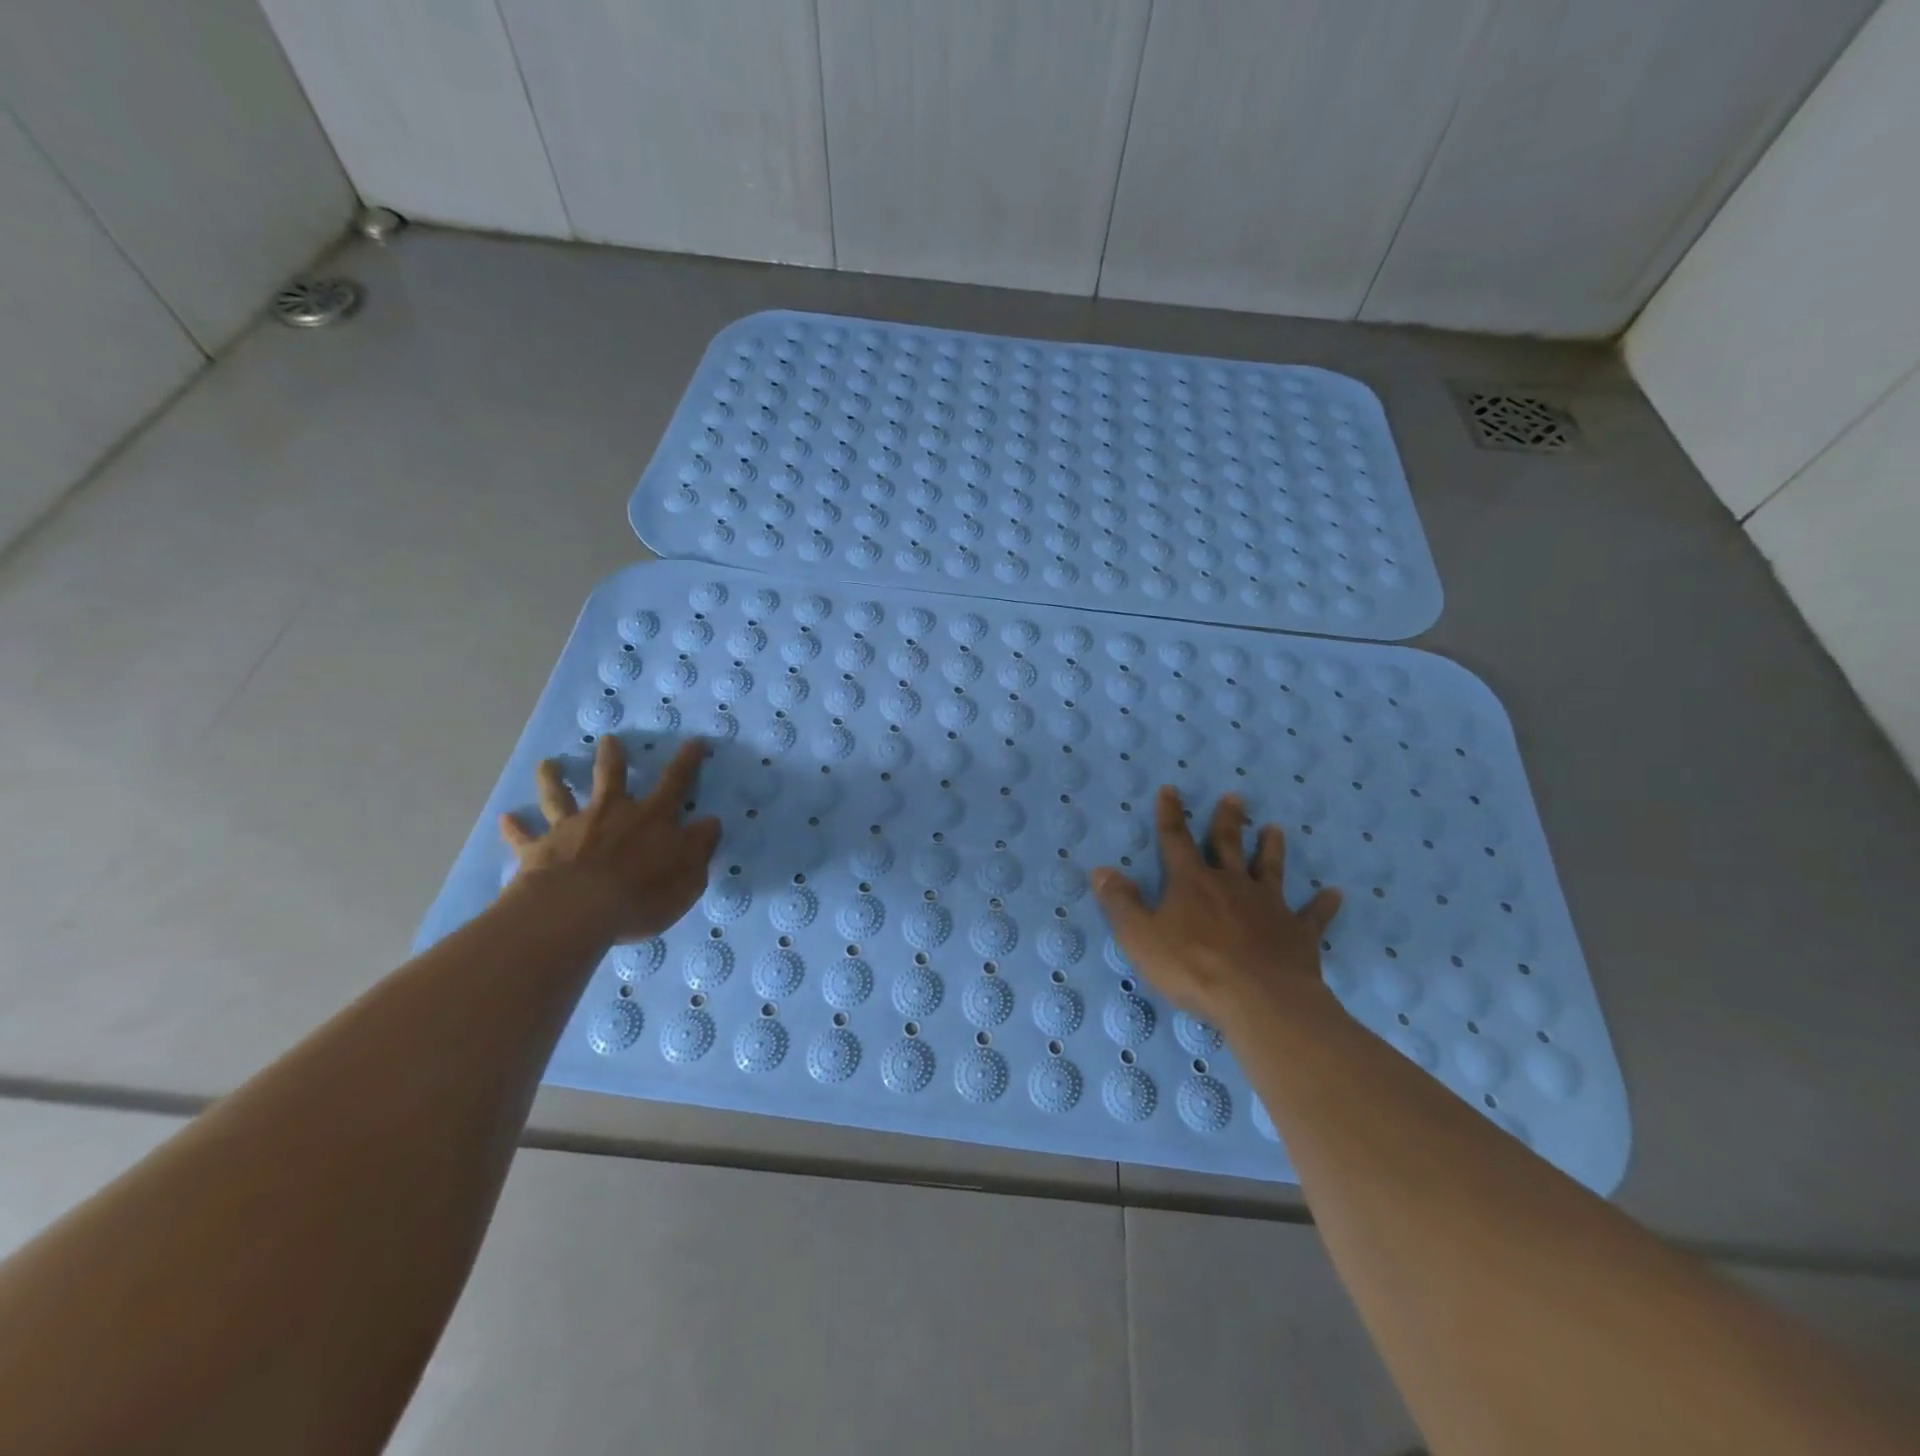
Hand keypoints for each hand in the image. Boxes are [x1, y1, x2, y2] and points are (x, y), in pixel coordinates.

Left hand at [500, 736, 719, 942]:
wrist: (577, 910)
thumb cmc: (642, 894)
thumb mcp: (689, 874)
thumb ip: (700, 846)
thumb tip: (711, 821)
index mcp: (651, 818)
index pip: (675, 784)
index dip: (687, 762)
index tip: (694, 742)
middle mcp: (611, 813)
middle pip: (611, 778)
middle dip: (612, 757)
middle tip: (608, 739)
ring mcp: (571, 829)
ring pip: (561, 797)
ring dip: (554, 779)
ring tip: (548, 764)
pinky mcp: (539, 850)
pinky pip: (524, 836)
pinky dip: (515, 827)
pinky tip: (506, 818)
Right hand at [1093, 788, 1342, 1029]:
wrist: (1260, 1000)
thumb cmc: (1193, 967)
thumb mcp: (1141, 937)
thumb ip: (1121, 903)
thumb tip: (1100, 870)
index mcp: (1192, 883)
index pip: (1176, 840)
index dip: (1171, 815)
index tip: (1171, 789)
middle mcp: (1231, 884)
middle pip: (1228, 844)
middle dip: (1227, 820)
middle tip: (1235, 796)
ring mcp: (1268, 907)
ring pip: (1269, 870)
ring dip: (1271, 849)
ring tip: (1275, 829)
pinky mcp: (1298, 934)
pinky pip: (1313, 916)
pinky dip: (1323, 905)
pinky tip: (1336, 894)